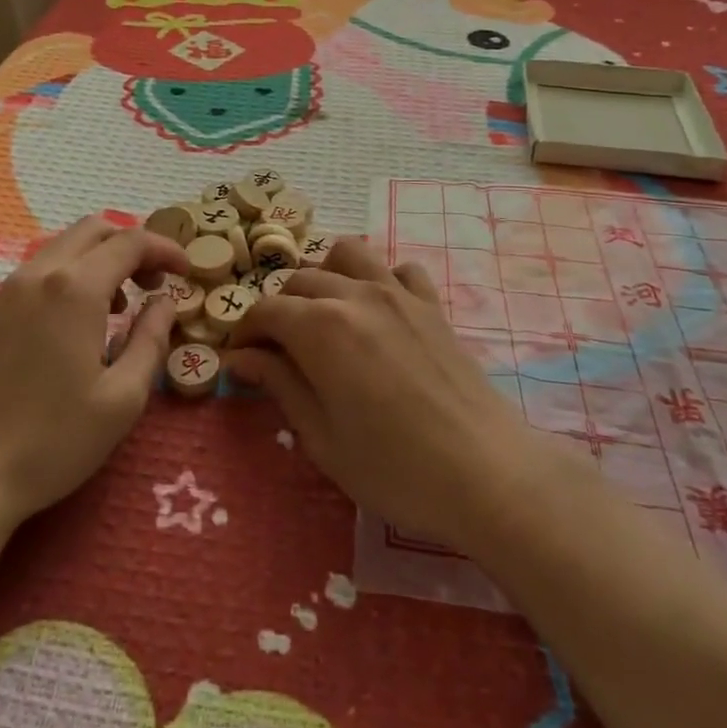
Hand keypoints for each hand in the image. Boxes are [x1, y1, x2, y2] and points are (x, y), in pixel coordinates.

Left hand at [0, 217, 187, 529]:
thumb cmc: (54, 440)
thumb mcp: (123, 397)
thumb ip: (151, 338)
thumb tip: (165, 302)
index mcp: (74, 289)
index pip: (130, 242)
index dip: (165, 249)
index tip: (187, 272)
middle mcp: (39, 274)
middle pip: (95, 229)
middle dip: (133, 247)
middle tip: (155, 285)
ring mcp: (9, 290)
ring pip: (65, 246)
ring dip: (102, 259)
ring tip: (121, 306)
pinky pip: (42, 269)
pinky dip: (72, 274)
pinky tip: (80, 321)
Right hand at [224, 239, 569, 553]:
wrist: (486, 473)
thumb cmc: (393, 467)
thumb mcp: (321, 436)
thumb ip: (280, 385)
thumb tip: (242, 358)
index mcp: (320, 327)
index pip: (265, 310)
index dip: (245, 332)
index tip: (240, 360)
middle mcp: (355, 295)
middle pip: (299, 280)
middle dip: (279, 309)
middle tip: (278, 350)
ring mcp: (398, 293)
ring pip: (346, 254)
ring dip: (325, 276)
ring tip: (324, 315)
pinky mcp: (431, 304)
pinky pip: (399, 270)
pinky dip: (380, 280)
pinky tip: (380, 314)